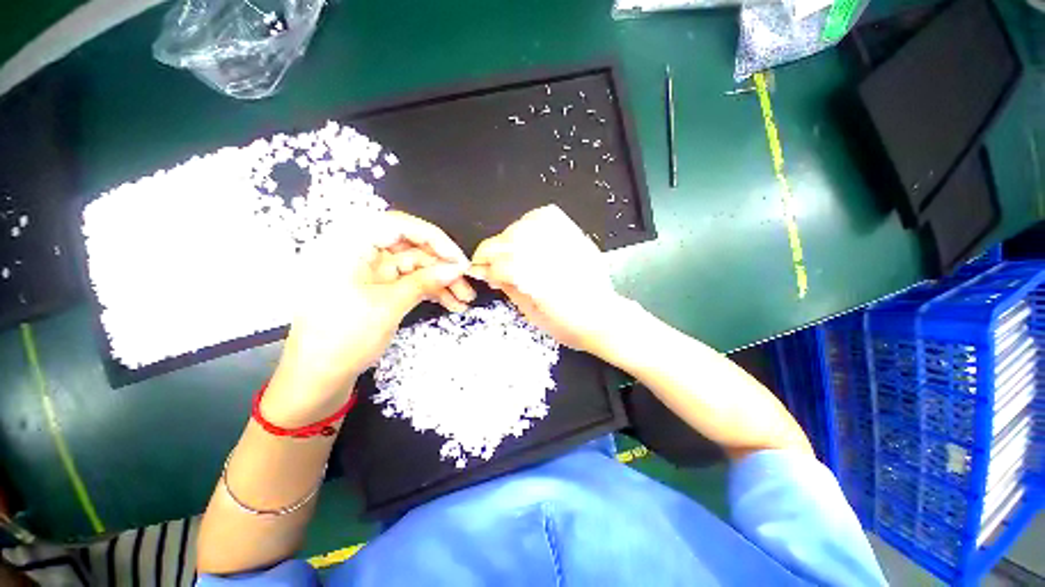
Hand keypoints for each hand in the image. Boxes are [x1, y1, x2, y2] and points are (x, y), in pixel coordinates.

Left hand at [266, 211, 474, 420]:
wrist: (317, 378)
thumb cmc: (343, 338)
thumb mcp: (388, 306)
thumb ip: (425, 282)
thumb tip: (457, 267)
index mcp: (349, 245)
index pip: (398, 225)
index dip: (433, 238)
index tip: (457, 259)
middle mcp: (360, 252)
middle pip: (411, 247)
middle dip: (442, 265)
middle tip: (467, 282)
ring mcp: (371, 271)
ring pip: (416, 266)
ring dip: (441, 281)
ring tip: (465, 299)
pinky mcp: (379, 288)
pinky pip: (411, 282)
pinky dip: (431, 291)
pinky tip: (452, 303)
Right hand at [470, 205, 627, 352]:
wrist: (602, 317)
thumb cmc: (568, 324)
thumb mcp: (532, 314)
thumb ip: (509, 289)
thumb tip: (490, 273)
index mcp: (538, 281)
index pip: (500, 264)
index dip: (485, 268)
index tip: (480, 272)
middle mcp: (550, 256)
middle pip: (508, 241)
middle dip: (491, 252)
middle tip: (489, 263)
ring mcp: (563, 242)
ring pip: (523, 226)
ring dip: (509, 237)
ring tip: (508, 251)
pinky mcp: (574, 235)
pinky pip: (546, 216)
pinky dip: (531, 221)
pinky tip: (528, 234)